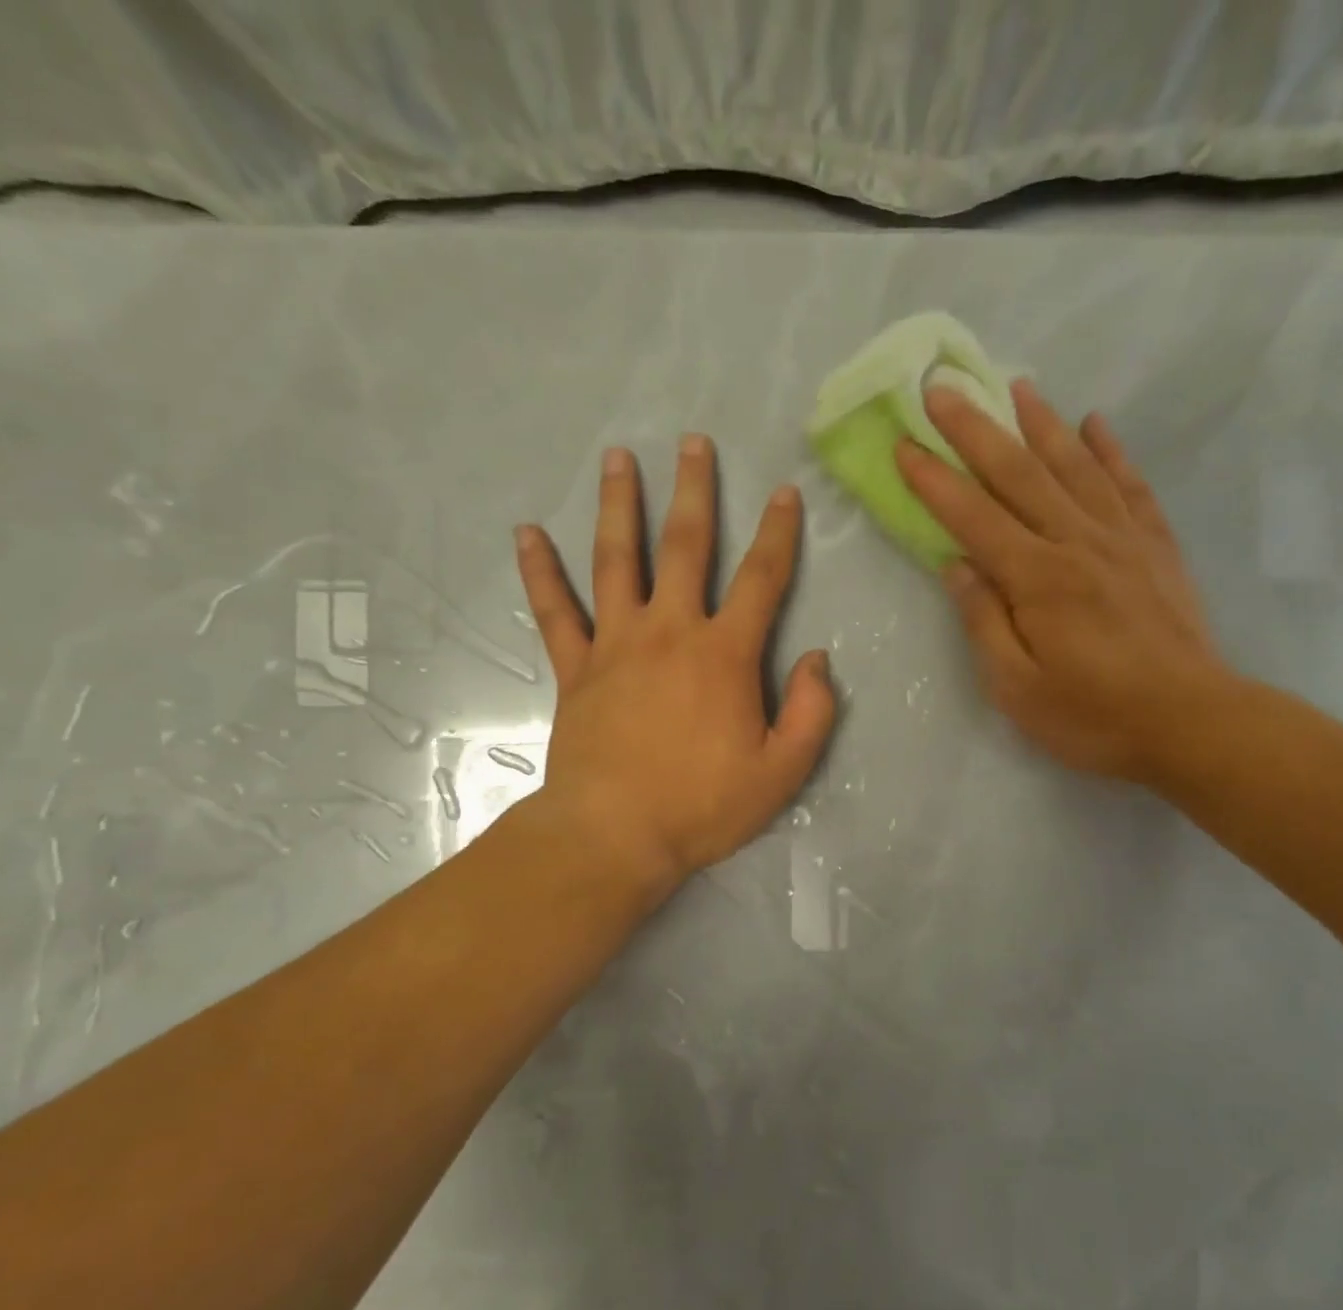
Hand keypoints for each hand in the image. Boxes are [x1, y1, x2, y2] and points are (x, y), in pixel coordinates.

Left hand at [514, 435, 834, 897]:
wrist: (615, 835)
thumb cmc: (703, 806)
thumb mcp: (782, 771)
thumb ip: (811, 712)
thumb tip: (817, 659)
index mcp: (724, 654)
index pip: (761, 579)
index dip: (778, 533)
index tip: (784, 493)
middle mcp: (670, 632)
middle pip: (684, 547)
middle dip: (694, 491)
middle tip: (692, 442)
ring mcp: (615, 644)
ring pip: (616, 560)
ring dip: (619, 506)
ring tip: (617, 458)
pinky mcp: (575, 668)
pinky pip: (554, 610)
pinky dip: (539, 571)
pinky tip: (526, 533)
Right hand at [896, 379, 1232, 784]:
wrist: (1193, 723)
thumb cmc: (1093, 716)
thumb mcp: (1017, 688)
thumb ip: (983, 621)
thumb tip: (956, 565)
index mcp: (1036, 579)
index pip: (973, 517)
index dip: (934, 480)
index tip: (904, 444)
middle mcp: (1077, 542)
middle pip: (1019, 473)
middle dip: (975, 429)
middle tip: (943, 389)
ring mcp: (1122, 539)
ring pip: (1075, 466)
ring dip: (1041, 423)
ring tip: (1016, 386)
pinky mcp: (1156, 547)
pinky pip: (1130, 485)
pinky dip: (1111, 451)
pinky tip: (1096, 424)